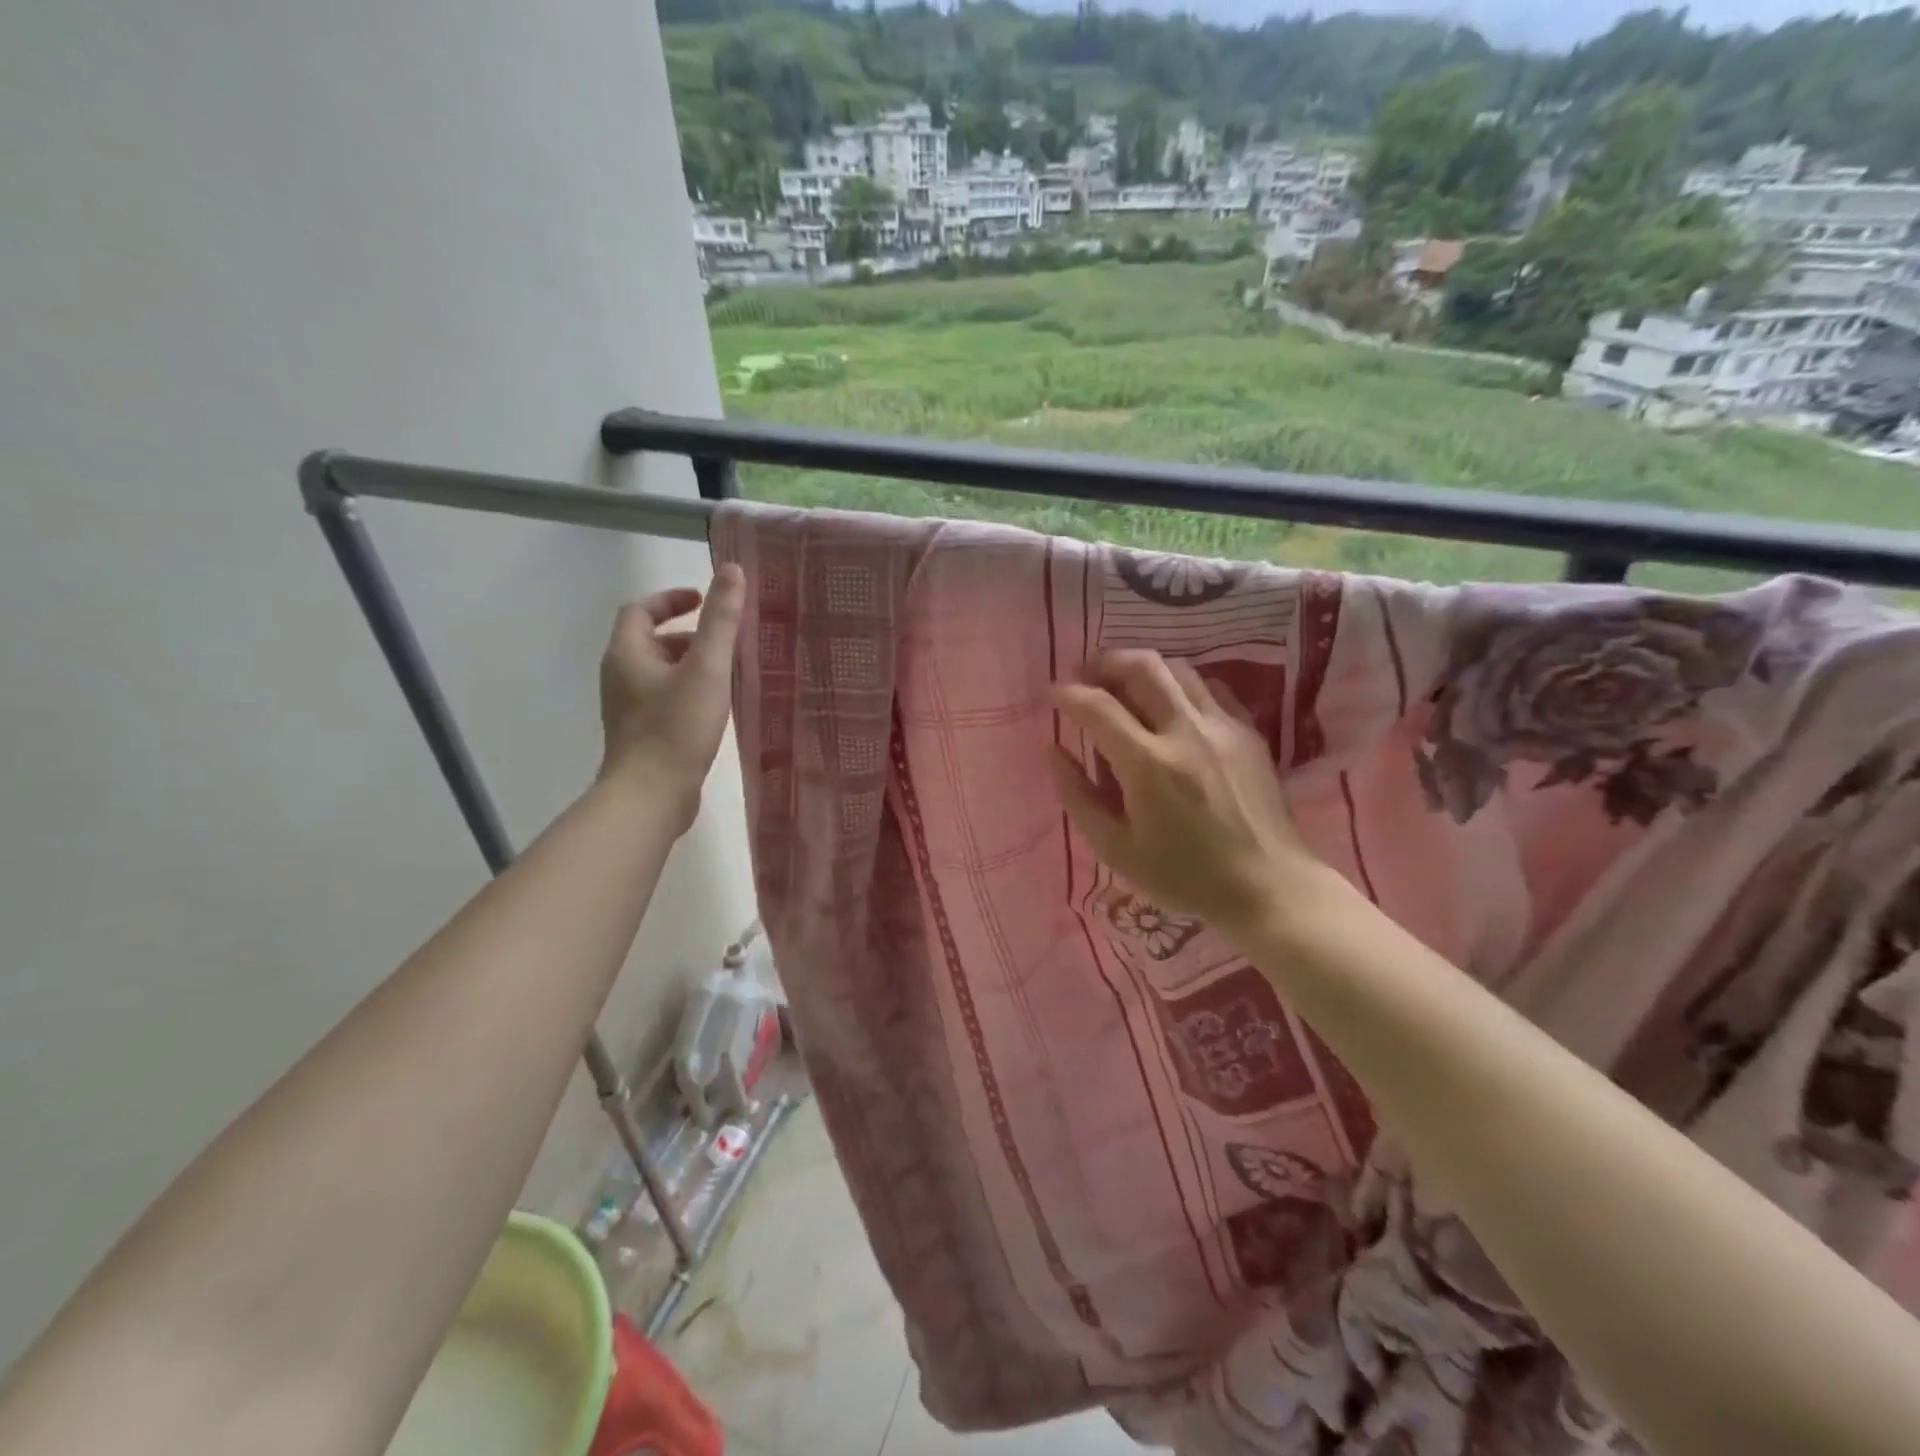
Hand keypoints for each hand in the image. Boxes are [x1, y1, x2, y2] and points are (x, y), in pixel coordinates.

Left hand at [598, 565, 744, 827]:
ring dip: (690, 665)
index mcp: (627, 653)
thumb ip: (721, 620)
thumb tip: (731, 569)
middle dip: (689, 634)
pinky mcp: (641, 734)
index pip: (641, 610)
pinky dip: (688, 691)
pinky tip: (716, 708)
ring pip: (660, 672)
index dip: (671, 598)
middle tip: (726, 641)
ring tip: (728, 674)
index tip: (703, 599)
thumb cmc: (676, 726)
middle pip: (651, 641)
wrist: (651, 794)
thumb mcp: (707, 668)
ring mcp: (628, 708)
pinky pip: (664, 698)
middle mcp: (620, 676)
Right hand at [1049, 650, 1335, 940]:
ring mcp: (1223, 727)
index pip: (1097, 707)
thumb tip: (1053, 750)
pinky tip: (1170, 704)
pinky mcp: (1248, 732)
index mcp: (1148, 765)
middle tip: (1085, 673)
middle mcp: (1186, 732)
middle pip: (1142, 667)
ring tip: (1123, 684)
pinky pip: (1209, 687)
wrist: (1268, 888)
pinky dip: (1180, 685)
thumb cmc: (1184, 877)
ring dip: (1142, 668)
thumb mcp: (1115, 850)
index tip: (1051, 693)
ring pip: (1178, 669)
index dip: (1067, 693)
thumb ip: (1077, 796)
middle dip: (1105, 661)